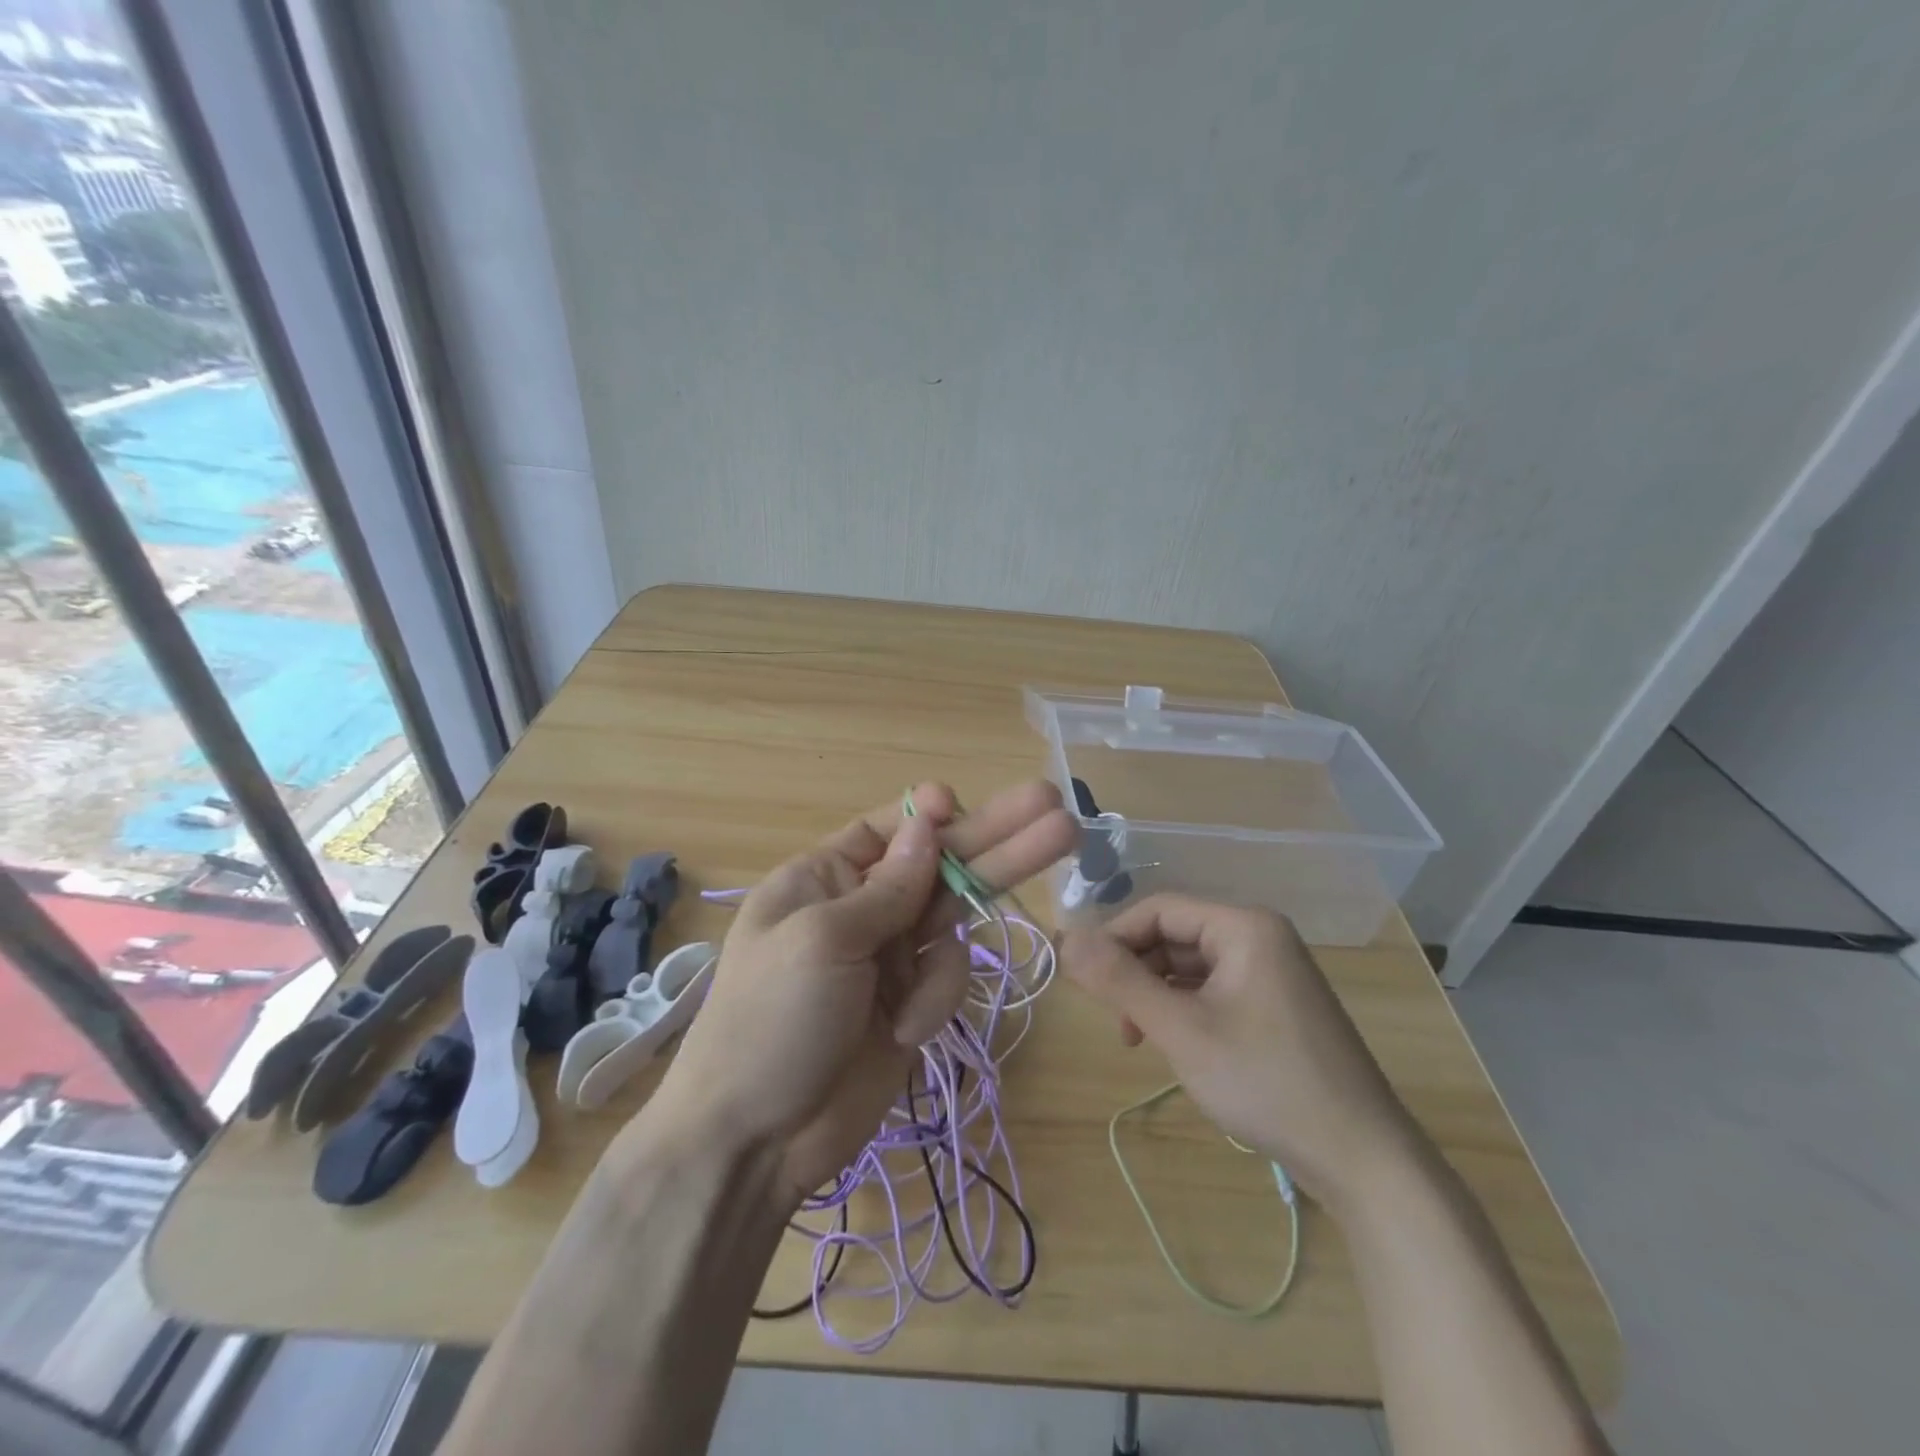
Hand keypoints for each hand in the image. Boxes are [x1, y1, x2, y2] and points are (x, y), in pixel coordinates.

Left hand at [647, 780, 1076, 1206]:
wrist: (756, 1141)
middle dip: (997, 840)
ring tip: (915, 1011)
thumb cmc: (773, 1020)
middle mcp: (862, 908)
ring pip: (953, 924)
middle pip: (941, 863)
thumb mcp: (823, 940)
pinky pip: (949, 978)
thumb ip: (887, 885)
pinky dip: (934, 1004)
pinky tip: (902, 1035)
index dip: (929, 815)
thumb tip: (928, 823)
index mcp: (823, 878)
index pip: (888, 829)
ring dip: (955, 950)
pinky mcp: (914, 1001)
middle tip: (1059, 810)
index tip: (961, 805)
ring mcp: (891, 955)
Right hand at [1061, 893, 1426, 1208]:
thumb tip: (1065, 938)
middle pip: (1173, 935)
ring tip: (1137, 1040)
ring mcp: (1272, 971)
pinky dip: (1184, 1010)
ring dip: (1156, 995)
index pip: (1157, 909)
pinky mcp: (1276, 1005)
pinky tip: (1174, 1044)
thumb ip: (1119, 981)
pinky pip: (1213, 989)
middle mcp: (1259, 936)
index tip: (1082, 980)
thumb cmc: (1266, 1082)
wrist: (1363, 1160)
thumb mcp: (1181, 1030)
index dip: (1113, 938)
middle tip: (1113, 1021)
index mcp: (1243, 926)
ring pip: (1190, 965)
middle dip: (1135, 972)